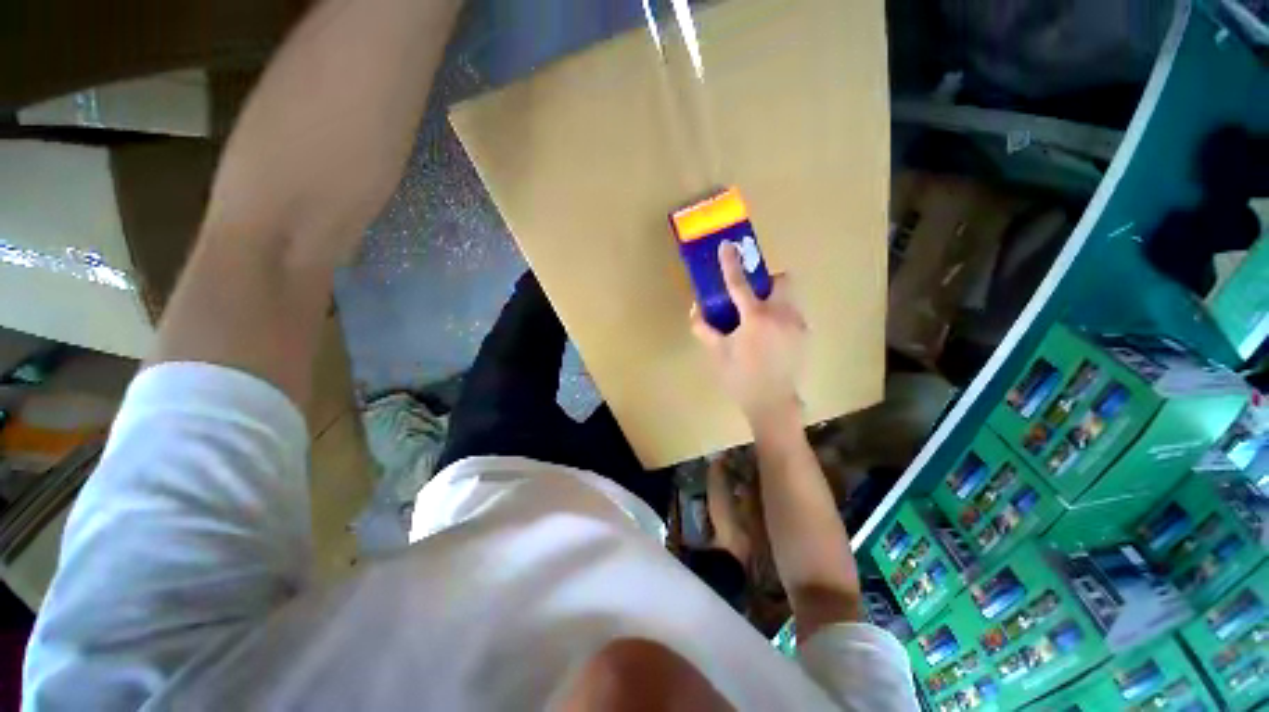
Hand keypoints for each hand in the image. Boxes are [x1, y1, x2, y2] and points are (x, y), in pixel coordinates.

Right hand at [691, 242, 808, 423]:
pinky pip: (792, 314)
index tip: (727, 245)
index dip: (730, 264)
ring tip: (760, 323)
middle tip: (751, 299)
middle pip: (782, 280)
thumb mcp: (717, 353)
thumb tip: (695, 309)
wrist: (773, 403)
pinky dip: (780, 316)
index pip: (740, 284)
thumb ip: (703, 328)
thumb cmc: (740, 378)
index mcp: (755, 318)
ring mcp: (797, 324)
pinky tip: (770, 338)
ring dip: (773, 300)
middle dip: (766, 282)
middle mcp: (781, 315)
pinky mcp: (804, 335)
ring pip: (789, 297)